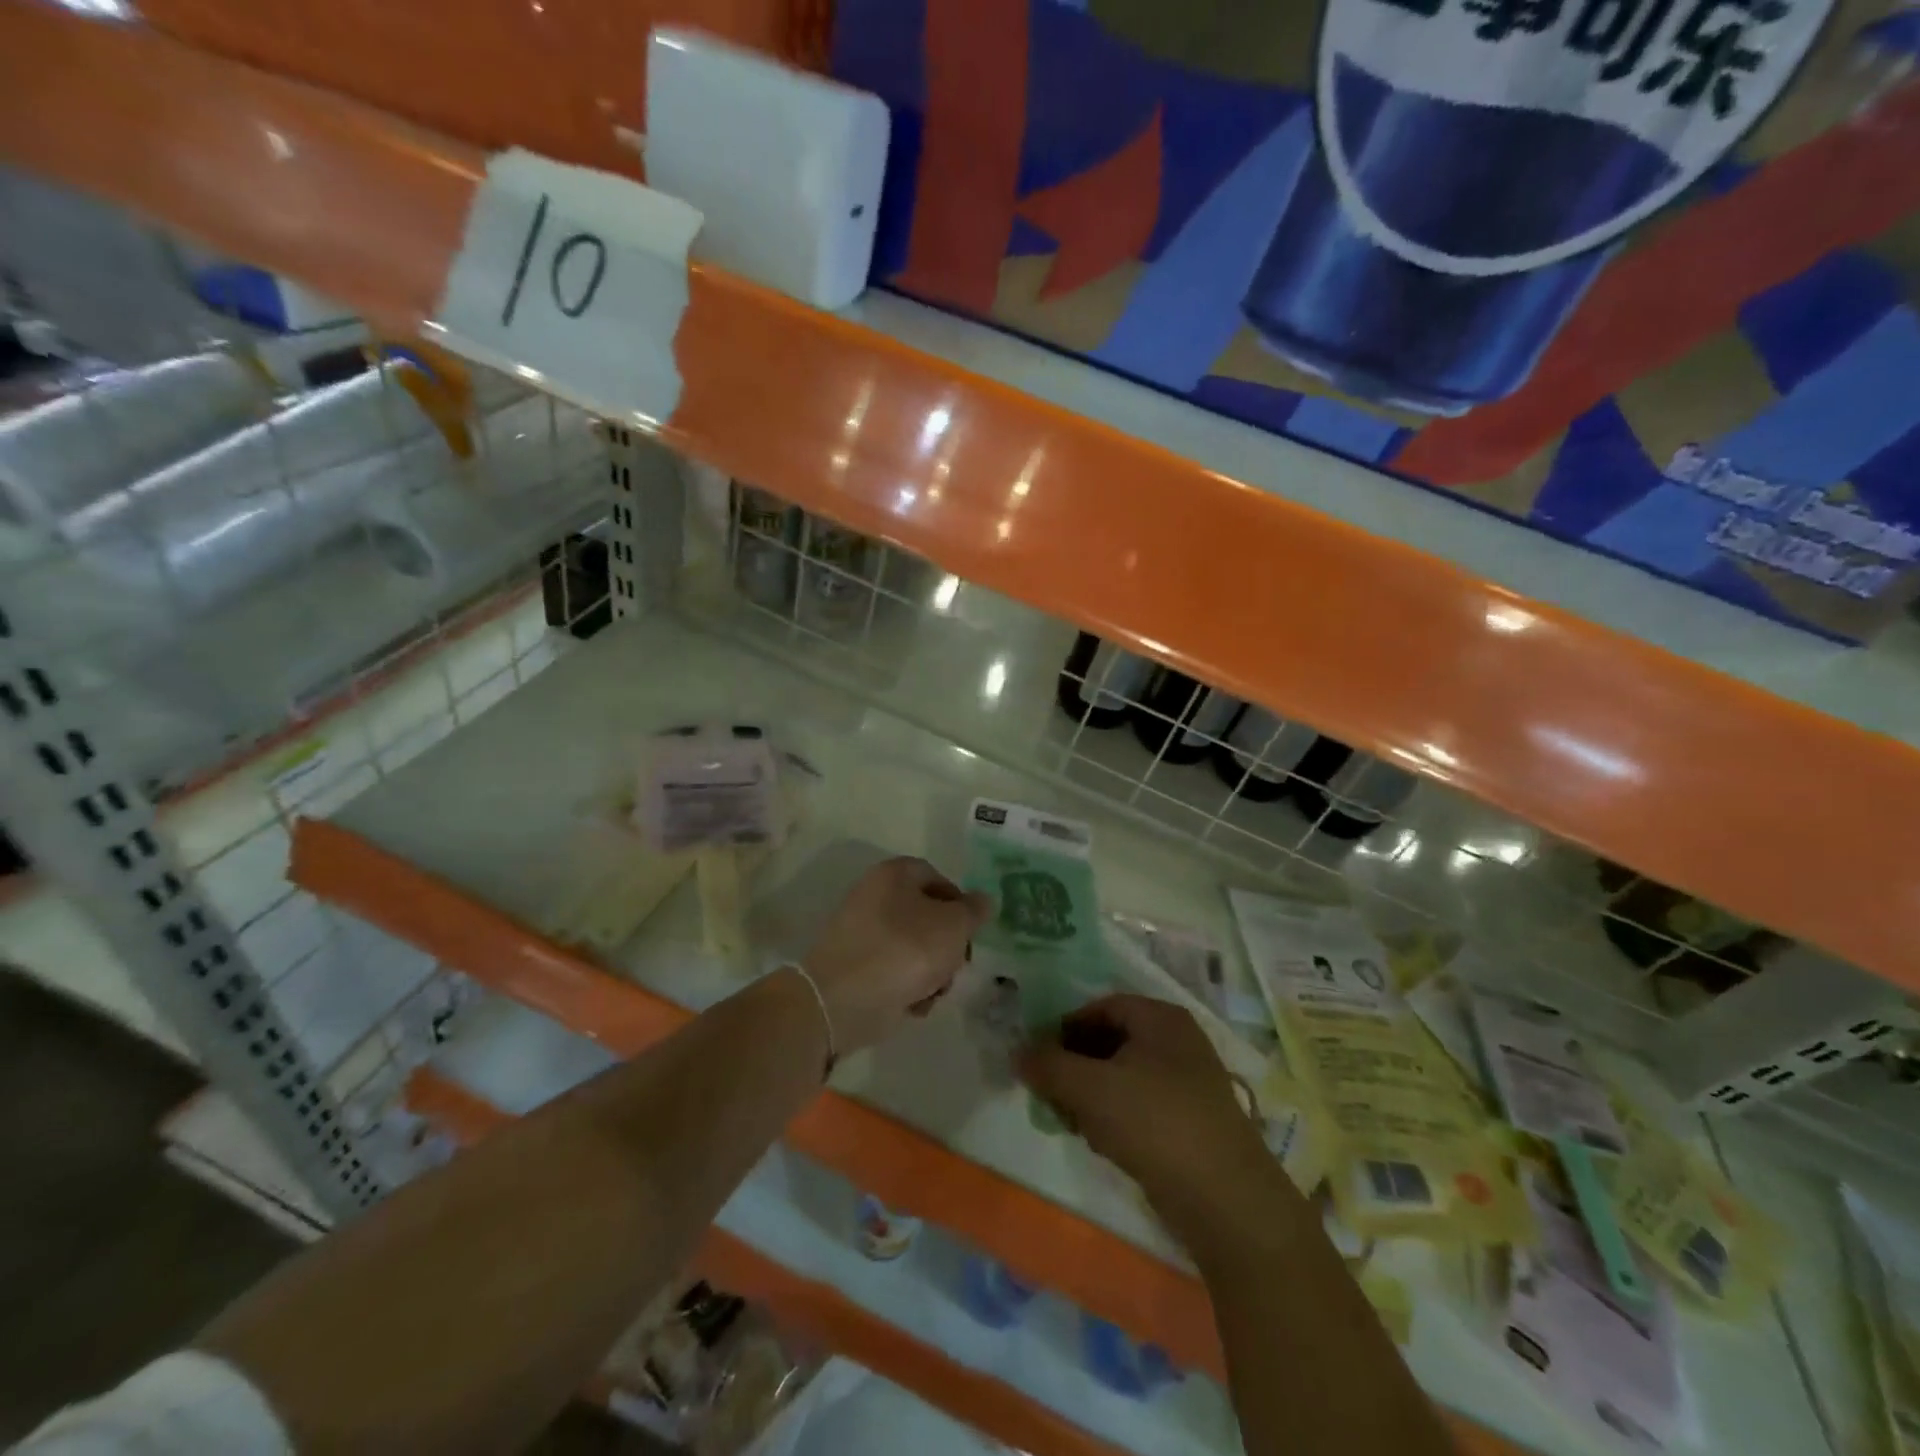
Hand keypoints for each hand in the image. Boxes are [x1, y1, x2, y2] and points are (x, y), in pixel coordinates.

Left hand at [801, 857, 989, 1053]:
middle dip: (947, 945)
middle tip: (957, 966)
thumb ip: (974, 911)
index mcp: (894, 874)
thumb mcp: (953, 926)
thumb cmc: (905, 950)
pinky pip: (893, 971)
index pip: (937, 878)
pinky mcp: (854, 967)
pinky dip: (907, 986)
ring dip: (932, 971)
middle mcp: (874, 895)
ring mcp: (861, 933)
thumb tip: (982, 901)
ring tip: (934, 991)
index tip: (972, 931)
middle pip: (926, 916)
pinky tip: (913, 1004)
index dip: (960, 903)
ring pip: (913, 947)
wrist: (843, 999)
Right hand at [1020, 994, 1272, 1237]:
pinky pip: (1142, 1106)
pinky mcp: (1193, 1122)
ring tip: (1073, 1122)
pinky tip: (1104, 1144)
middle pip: (1112, 1041)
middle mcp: (1178, 1042)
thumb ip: (1049, 1066)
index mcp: (1160, 1018)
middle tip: (1051, 1092)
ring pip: (1125, 1077)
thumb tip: (1018, 1053)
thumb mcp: (1091, 1088)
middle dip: (1076, 1065)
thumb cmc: (1155, 1123)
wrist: (1226, 1200)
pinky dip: (1117, 1118)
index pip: (1101, 1007)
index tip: (1040, 1058)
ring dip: (1093, 1095)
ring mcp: (1189, 1083)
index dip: (1066, 1027)